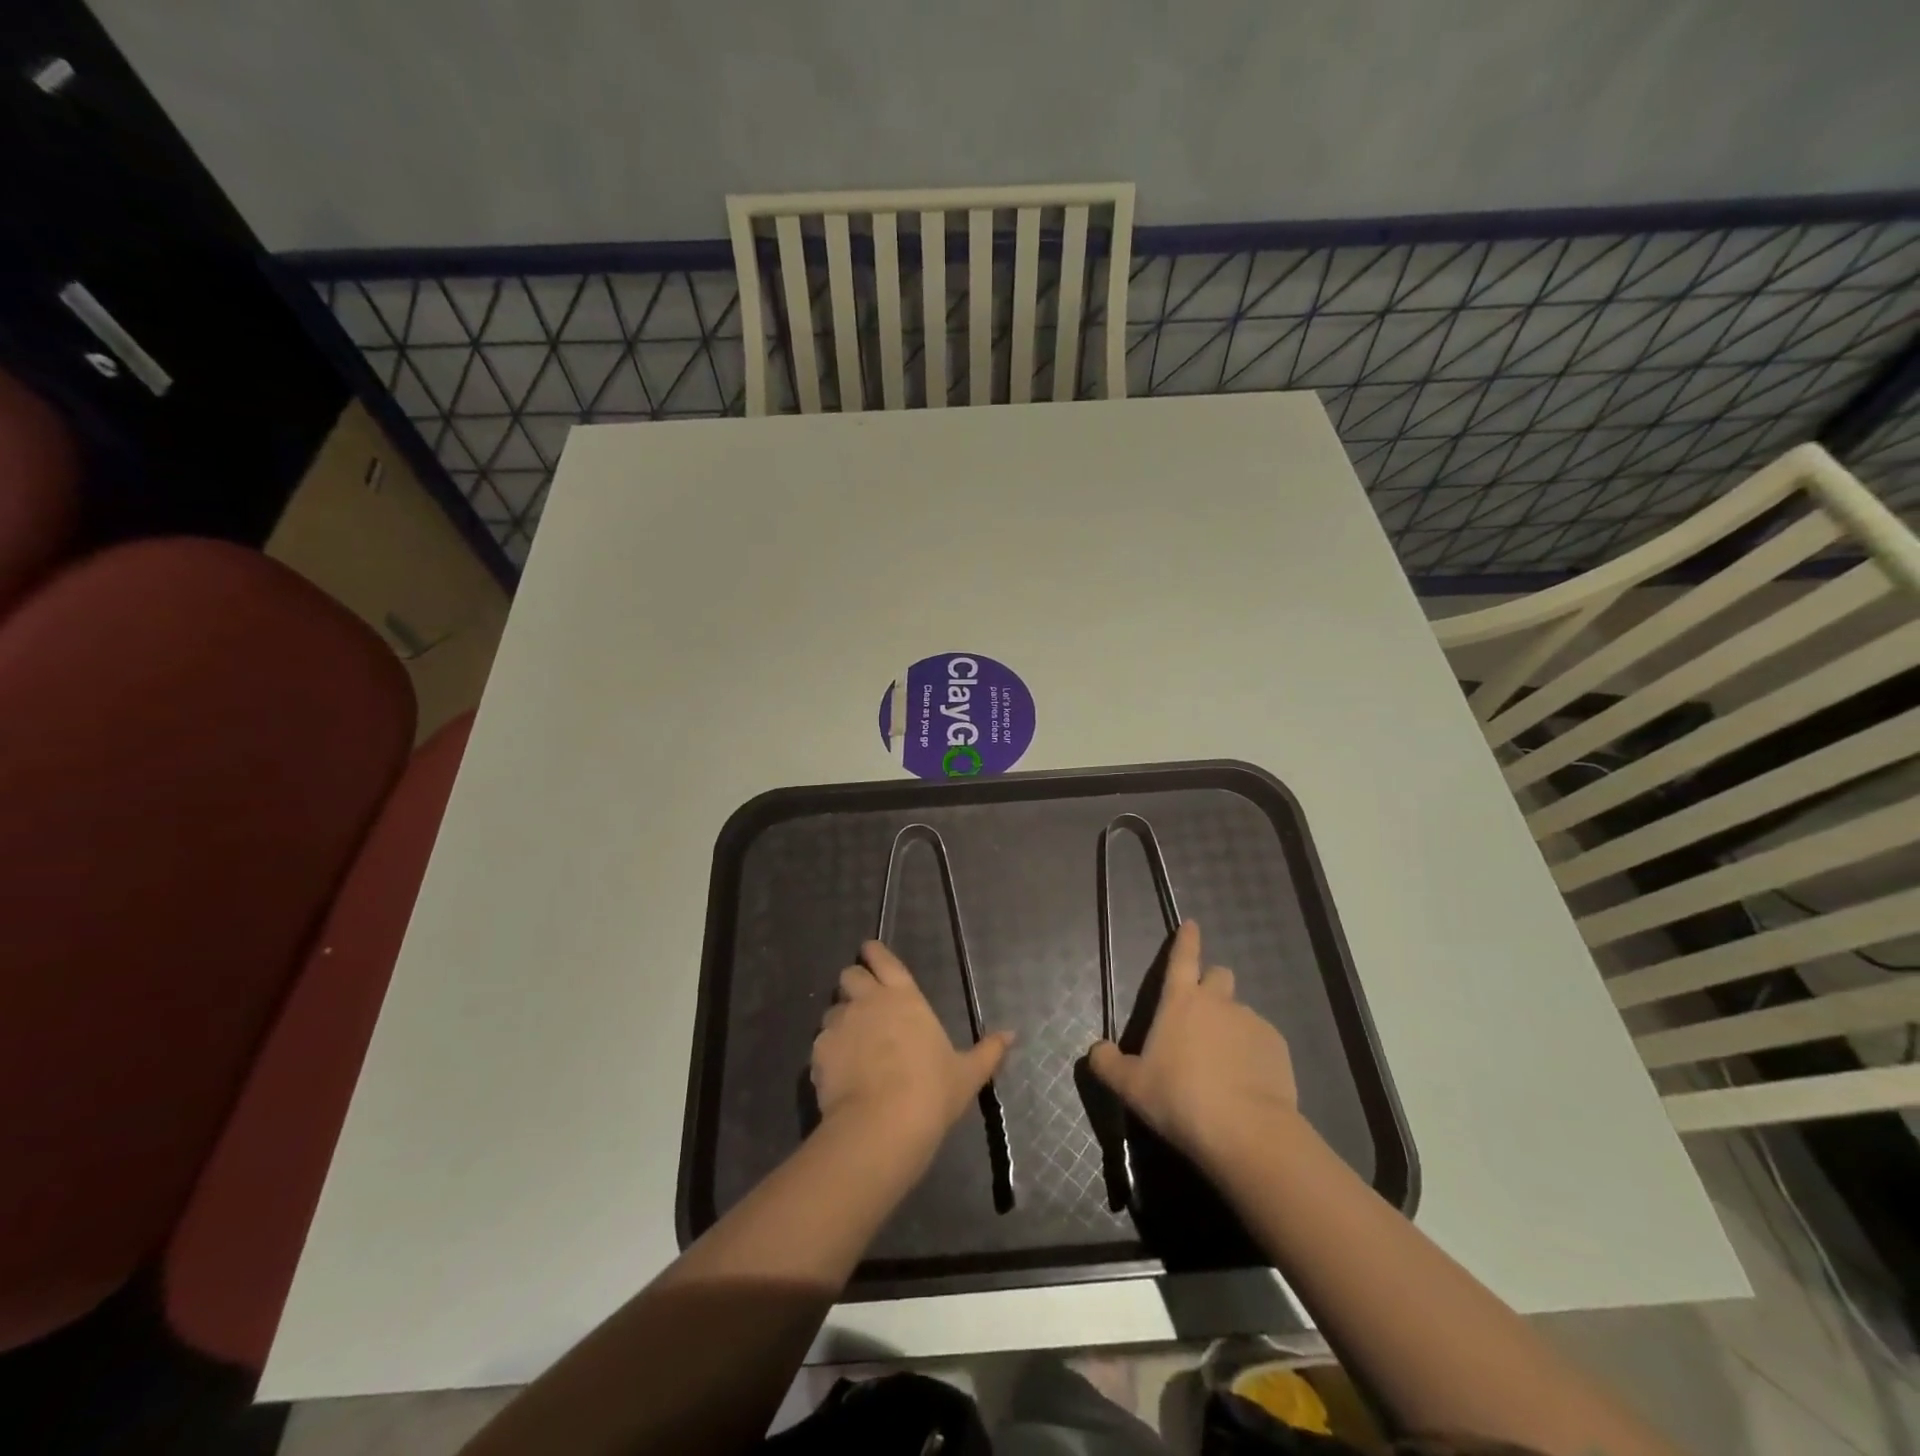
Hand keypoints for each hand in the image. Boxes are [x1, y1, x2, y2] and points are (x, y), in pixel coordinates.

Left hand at [811, 941, 1012, 1159]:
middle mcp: (868, 1000)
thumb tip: (1012, 1034)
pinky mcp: (819, 1051)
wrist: (882, 1125)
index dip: (873, 952)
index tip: (870, 953)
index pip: (882, 958)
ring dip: (840, 1019)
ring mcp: (840, 1023)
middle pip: (849, 975)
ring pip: (832, 1008)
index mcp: (904, 996)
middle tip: (863, 1002)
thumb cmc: (931, 1091)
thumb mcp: (968, 1074)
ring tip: (850, 1043)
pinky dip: (828, 1050)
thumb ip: (989, 1051)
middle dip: (853, 983)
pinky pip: (820, 1042)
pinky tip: (838, 1071)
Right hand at [1088, 921, 1298, 1172]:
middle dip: (1211, 985)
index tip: (1191, 924)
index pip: (1182, 957)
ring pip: (1240, 1012)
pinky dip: (1253, 1053)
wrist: (1246, 1131)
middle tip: (1201, 1015)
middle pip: (1219, 976)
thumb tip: (1097, 1051)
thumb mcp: (1130, 1086)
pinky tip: (1247, 1082)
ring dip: (1231, 1026)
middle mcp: (1218, 1002)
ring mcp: (1252, 1022)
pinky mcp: (1277, 1047)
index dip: (1185, 939)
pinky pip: (1261, 1040)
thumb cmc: (1179, 1098)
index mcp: (1180, 1001)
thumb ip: (1108, 1064)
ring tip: (1224, 1064)